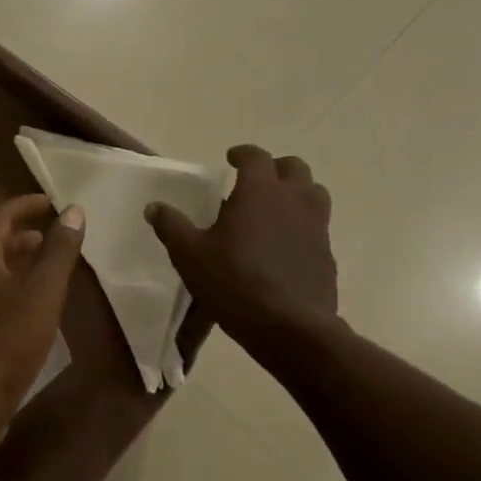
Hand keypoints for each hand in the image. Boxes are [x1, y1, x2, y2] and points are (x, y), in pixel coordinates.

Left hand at [0, 195, 84, 471]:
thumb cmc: (6, 342)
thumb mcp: (43, 293)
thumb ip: (59, 251)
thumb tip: (73, 210)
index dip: (26, 204)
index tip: (52, 203)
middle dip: (21, 235)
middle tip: (52, 237)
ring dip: (14, 263)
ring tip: (44, 271)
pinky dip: (6, 289)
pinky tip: (26, 308)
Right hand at [146, 144, 339, 359]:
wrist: (289, 327)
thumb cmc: (234, 283)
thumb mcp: (190, 256)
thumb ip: (172, 227)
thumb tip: (154, 207)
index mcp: (260, 192)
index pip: (256, 157)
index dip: (242, 154)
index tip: (231, 158)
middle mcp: (294, 200)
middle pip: (293, 168)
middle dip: (274, 168)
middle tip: (255, 182)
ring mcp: (317, 226)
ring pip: (313, 193)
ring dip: (294, 192)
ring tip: (274, 210)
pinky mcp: (327, 254)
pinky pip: (317, 226)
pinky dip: (302, 225)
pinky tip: (284, 247)